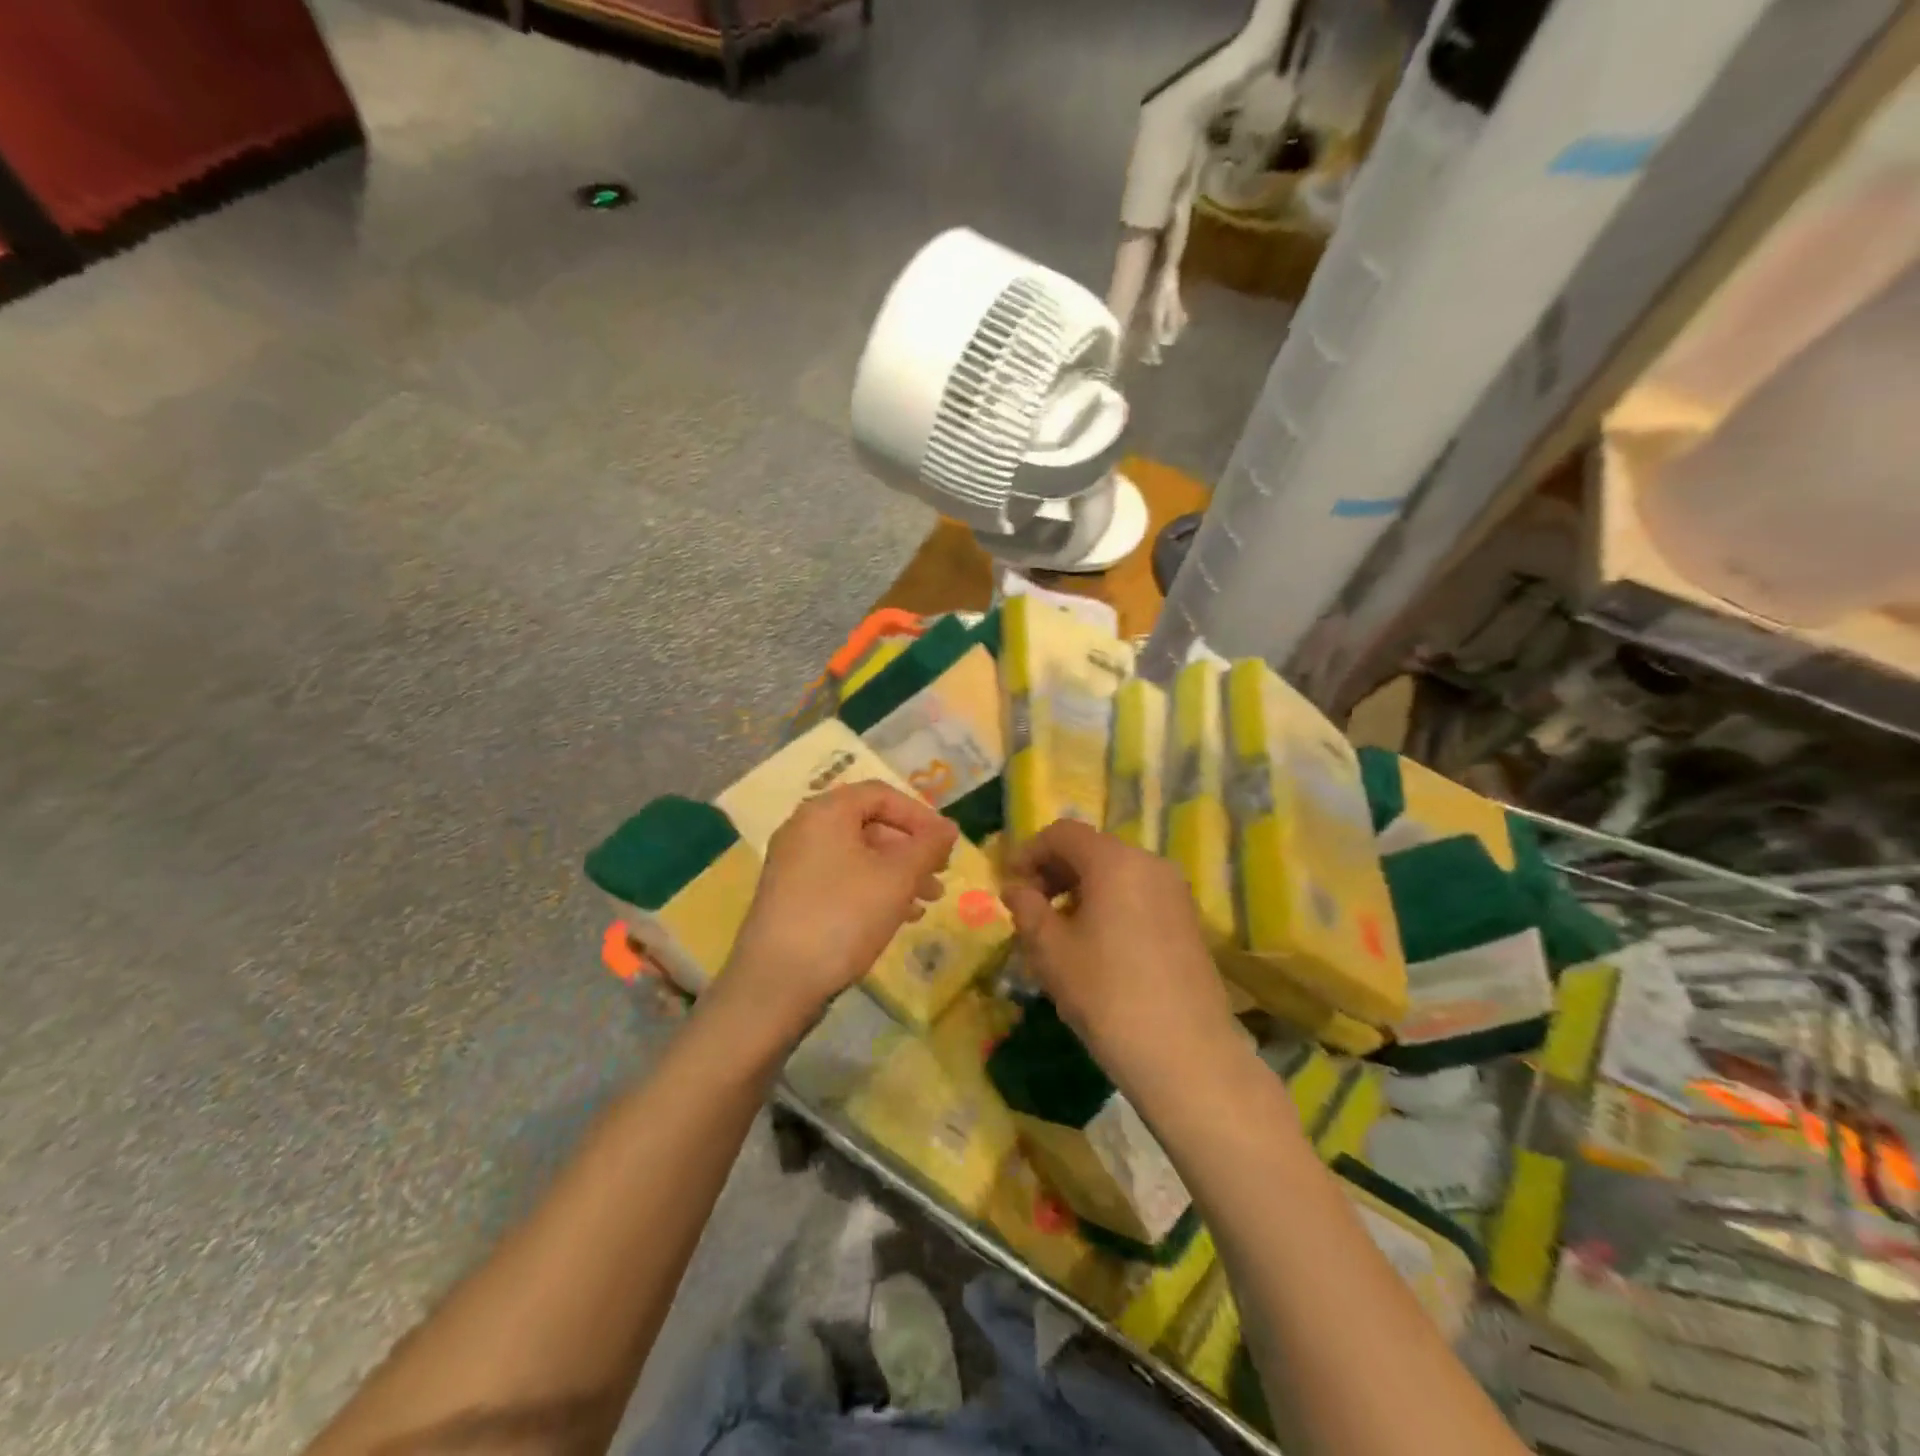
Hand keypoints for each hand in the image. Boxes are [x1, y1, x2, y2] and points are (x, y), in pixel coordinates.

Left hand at [721, 781, 957, 1037]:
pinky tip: (900, 917)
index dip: (920, 815)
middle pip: (869, 824)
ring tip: (929, 900)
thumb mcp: (896, 878)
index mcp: (825, 812)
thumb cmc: (842, 916)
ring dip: (898, 873)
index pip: (881, 794)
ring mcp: (794, 865)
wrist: (776, 982)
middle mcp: (804, 829)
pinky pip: (841, 880)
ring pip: (858, 856)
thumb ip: (928, 847)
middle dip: (911, 848)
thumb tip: (949, 828)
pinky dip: (873, 890)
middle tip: (941, 873)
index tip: (947, 843)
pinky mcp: (792, 897)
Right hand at [1002, 820, 1237, 1084]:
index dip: (1028, 852)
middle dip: (1053, 871)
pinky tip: (1095, 945)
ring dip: (1079, 889)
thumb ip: (1027, 909)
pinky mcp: (1187, 920)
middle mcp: (1150, 863)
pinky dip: (1108, 904)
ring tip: (1058, 930)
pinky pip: (1137, 894)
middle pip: (1091, 849)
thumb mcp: (1050, 951)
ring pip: (1115, 873)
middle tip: (1029, 908)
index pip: (1063, 833)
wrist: (1186, 1055)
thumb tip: (1016, 889)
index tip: (1009, 885)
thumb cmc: (1107, 994)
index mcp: (1115, 861)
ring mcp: (1174, 892)